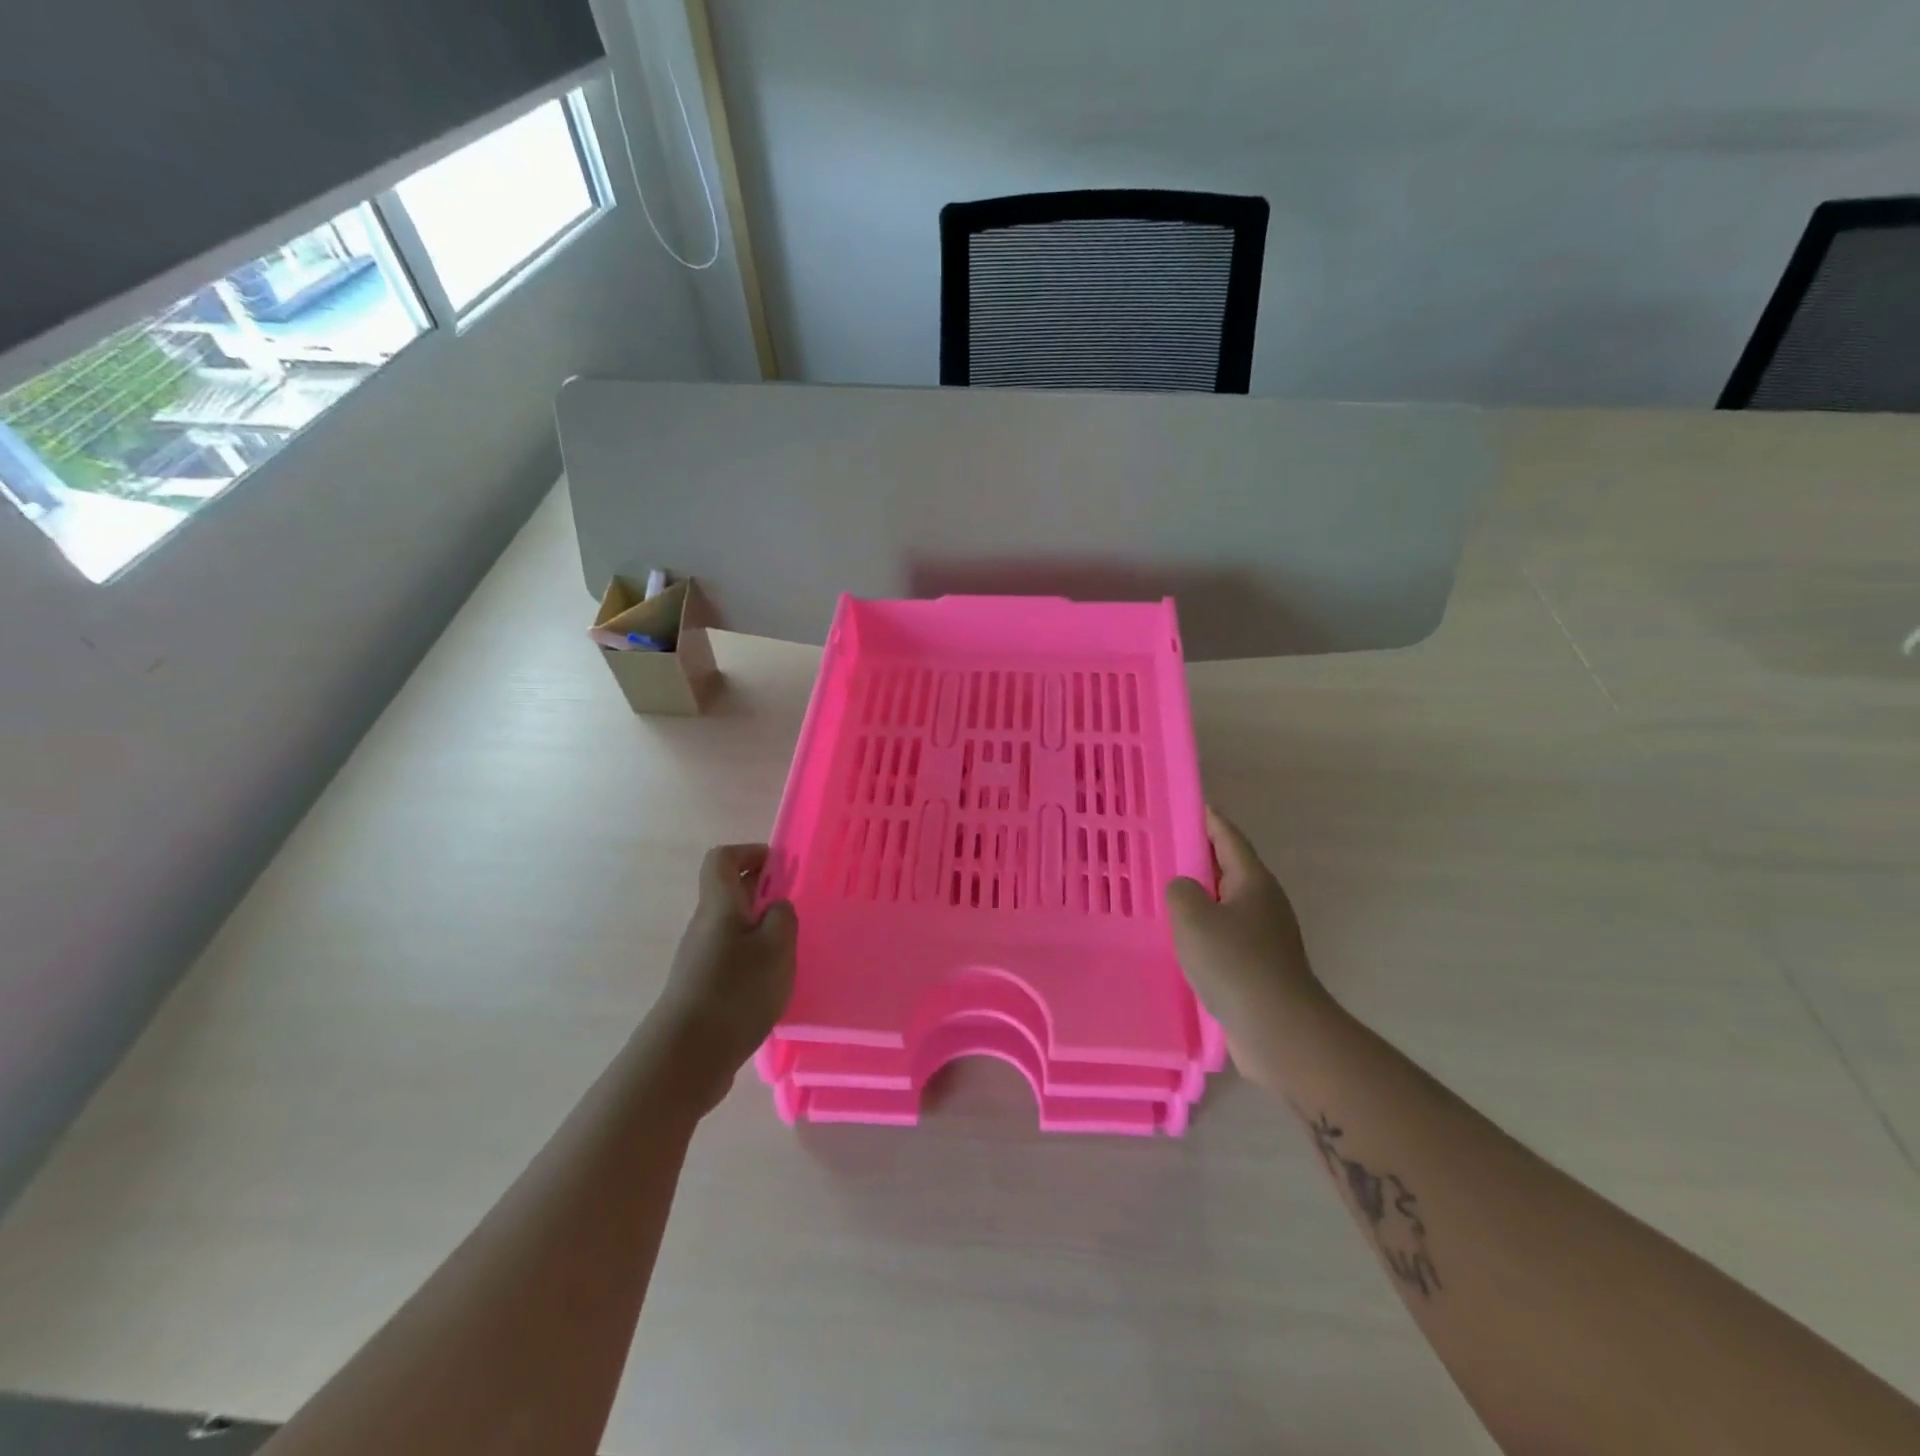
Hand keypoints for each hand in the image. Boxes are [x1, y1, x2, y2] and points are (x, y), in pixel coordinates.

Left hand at [649, 844, 797, 1113]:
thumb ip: (783, 917)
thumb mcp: (776, 947)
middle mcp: (704, 925)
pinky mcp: (702, 986)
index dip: (750, 853)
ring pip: (732, 925)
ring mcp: (700, 957)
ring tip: (791, 946)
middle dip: (763, 890)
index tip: (781, 865)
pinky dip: (753, 955)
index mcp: (719, 905)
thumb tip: (776, 906)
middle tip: (797, 905)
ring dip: (760, 925)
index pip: (723, 859)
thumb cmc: (736, 991)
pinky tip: (773, 980)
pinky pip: (730, 954)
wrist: (687, 1056)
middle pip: (729, 891)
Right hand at [1167, 807, 1327, 1089]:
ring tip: (1164, 895)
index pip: (1228, 837)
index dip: (1208, 820)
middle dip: (1199, 858)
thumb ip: (1181, 891)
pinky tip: (1181, 940)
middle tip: (1162, 850)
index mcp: (1253, 881)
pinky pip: (1225, 935)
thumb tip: (1185, 891)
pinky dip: (1204, 930)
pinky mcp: (1259, 967)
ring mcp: (1265, 937)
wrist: (1280, 1030)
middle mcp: (1263, 903)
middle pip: (1228, 869)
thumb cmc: (1236, 963)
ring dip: (1199, 898)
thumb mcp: (1194, 917)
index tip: (1189, 804)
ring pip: (1225, 905)